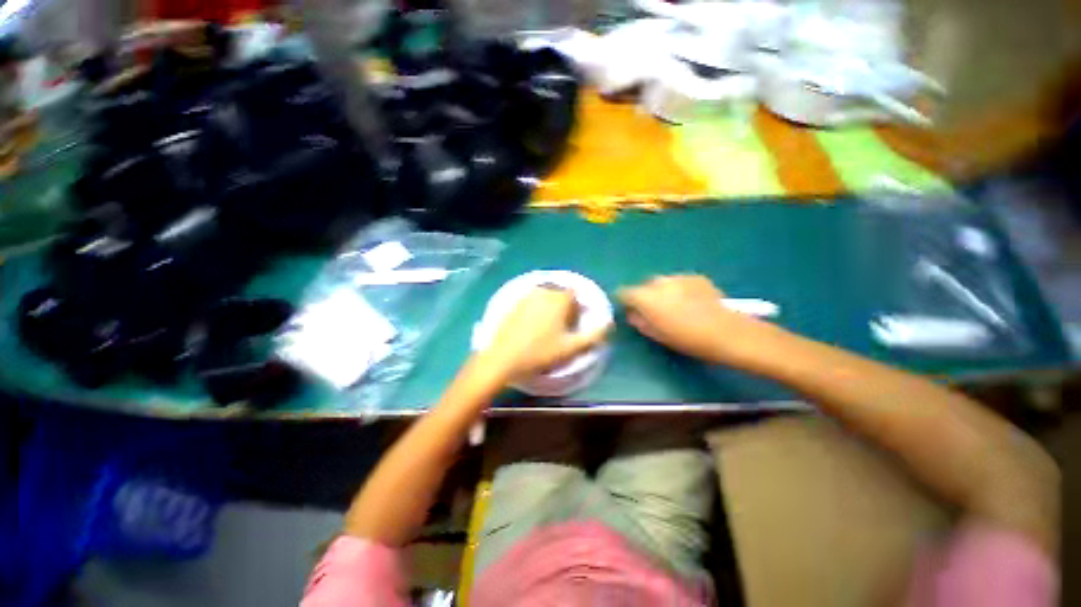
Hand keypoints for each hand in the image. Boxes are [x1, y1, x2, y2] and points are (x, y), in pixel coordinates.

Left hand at [482, 286, 609, 382]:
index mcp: (559, 298)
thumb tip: (608, 324)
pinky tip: (531, 327)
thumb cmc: (540, 353)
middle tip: (560, 330)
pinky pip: (531, 301)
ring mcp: (526, 295)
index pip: (575, 295)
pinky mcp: (513, 303)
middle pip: (560, 295)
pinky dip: (536, 309)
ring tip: (545, 329)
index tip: (572, 326)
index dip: (576, 310)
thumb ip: (594, 335)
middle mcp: (543, 290)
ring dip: (550, 308)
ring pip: (545, 297)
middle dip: (564, 308)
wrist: (503, 359)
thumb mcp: (571, 347)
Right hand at [619, 275, 775, 364]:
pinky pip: (679, 282)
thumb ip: (640, 322)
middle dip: (645, 296)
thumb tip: (634, 314)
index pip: (624, 292)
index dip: (624, 300)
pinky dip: (679, 289)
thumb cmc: (687, 339)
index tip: (628, 309)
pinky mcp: (696, 277)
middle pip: (643, 286)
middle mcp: (659, 282)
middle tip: (654, 311)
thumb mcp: (657, 335)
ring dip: (662, 292)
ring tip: (675, 306)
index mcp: (645, 297)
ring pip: (662, 283)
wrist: (726, 332)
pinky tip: (691, 302)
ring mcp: (678, 277)